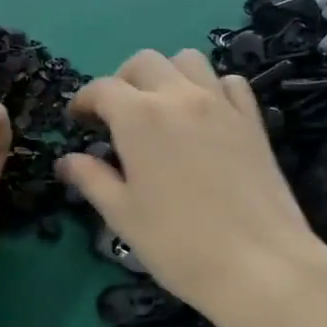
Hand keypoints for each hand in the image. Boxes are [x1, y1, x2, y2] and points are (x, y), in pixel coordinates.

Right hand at [56, 50, 326, 326]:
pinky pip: (229, 83)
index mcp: (139, 117)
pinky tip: (205, 116)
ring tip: (161, 109)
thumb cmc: (179, 245)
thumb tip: (67, 160)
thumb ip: (92, 180)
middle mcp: (180, 96)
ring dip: (167, 75)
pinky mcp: (253, 120)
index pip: (102, 88)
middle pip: (145, 63)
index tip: (78, 121)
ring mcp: (221, 104)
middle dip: (123, 81)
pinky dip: (211, 88)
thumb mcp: (123, 216)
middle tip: (116, 116)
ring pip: (189, 61)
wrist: (260, 264)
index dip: (84, 100)